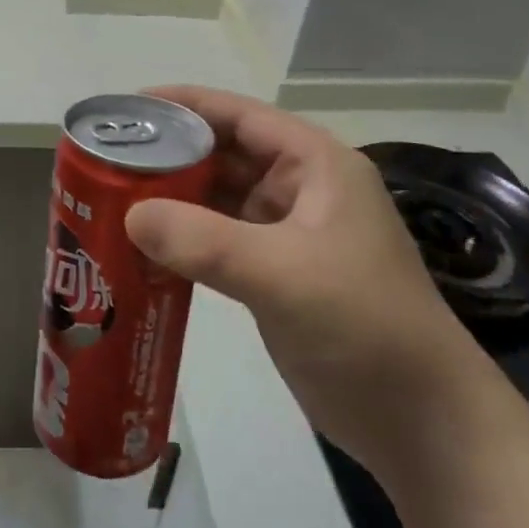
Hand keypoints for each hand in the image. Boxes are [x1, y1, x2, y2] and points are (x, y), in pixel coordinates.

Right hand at [124, 86, 492, 474]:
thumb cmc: (365, 326)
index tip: (128, 110)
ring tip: (112, 199)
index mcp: (316, 165)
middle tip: (107, 161)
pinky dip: (183, 239)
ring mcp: (289, 235)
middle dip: (169, 154)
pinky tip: (143, 247)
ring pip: (218, 199)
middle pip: (223, 155)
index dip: (185, 105)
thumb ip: (204, 241)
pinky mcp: (276, 275)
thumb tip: (131, 215)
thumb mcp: (283, 274)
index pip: (240, 116)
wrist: (422, 422)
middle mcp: (301, 190)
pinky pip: (218, 241)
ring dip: (172, 198)